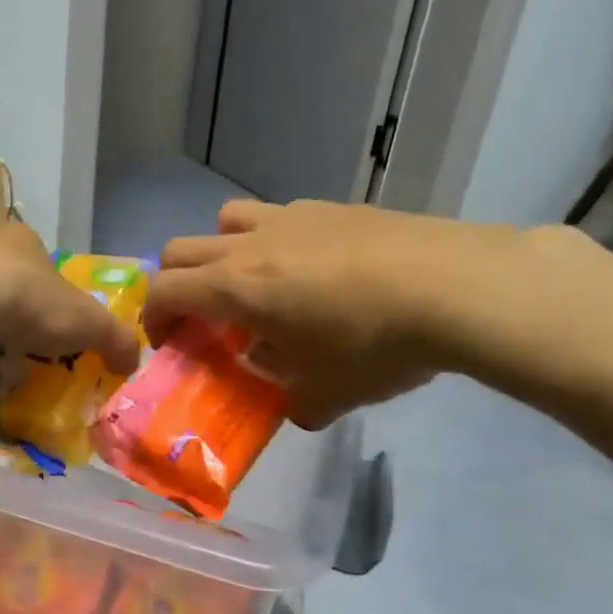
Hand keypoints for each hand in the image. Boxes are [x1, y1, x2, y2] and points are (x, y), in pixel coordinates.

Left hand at [0, 222, 141, 378]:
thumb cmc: (27, 302)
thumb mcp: (88, 323)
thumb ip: (115, 339)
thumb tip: (133, 361)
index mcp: (20, 238)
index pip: (44, 272)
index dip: (54, 307)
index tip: (56, 341)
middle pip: (5, 292)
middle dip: (15, 328)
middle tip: (25, 361)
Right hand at [144, 199, 523, 427]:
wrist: (460, 287)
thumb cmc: (377, 345)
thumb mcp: (329, 394)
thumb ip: (296, 404)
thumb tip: (296, 406)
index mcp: (235, 288)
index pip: (164, 291)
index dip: (152, 318)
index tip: (167, 343)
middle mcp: (250, 245)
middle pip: (180, 249)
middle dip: (175, 284)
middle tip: (200, 317)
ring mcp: (291, 218)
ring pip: (226, 220)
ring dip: (220, 251)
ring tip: (253, 284)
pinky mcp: (332, 207)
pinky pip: (279, 217)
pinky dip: (273, 242)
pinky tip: (316, 270)